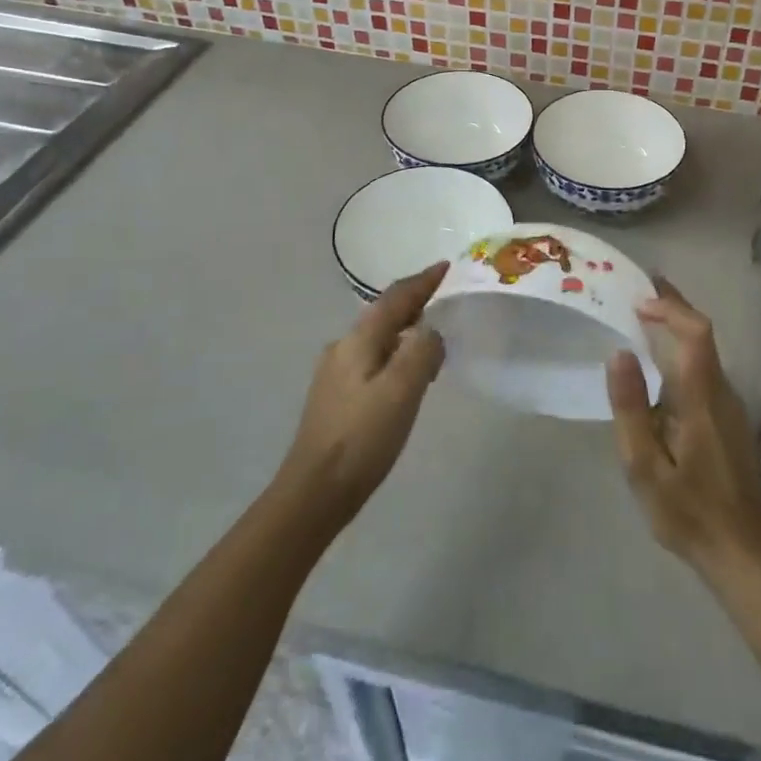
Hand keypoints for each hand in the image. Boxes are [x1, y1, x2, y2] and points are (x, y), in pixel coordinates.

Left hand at [275, 263, 447, 531]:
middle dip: (415, 305)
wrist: (313, 493)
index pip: (396, 297)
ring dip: (406, 333)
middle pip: (385, 315)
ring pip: (378, 339)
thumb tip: (430, 332)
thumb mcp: (402, 389)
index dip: (423, 281)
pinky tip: (407, 378)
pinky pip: (373, 362)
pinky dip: (396, 357)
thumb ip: (422, 351)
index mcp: (359, 339)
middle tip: (446, 303)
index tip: (446, 267)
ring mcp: (335, 373)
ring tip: (434, 344)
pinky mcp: (335, 398)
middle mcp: (343, 348)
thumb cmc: (362, 437)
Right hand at [606, 278, 760, 574]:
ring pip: (705, 351)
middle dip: (672, 307)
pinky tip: (660, 365)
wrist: (743, 551)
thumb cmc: (688, 511)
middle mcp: (722, 391)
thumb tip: (619, 353)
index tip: (638, 300)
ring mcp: (730, 405)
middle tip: (638, 292)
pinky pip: (705, 369)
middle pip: (702, 334)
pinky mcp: (729, 419)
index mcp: (701, 397)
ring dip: (677, 327)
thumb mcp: (645, 467)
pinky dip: (682, 351)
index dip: (670, 308)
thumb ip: (631, 409)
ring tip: (642, 320)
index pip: (695, 333)